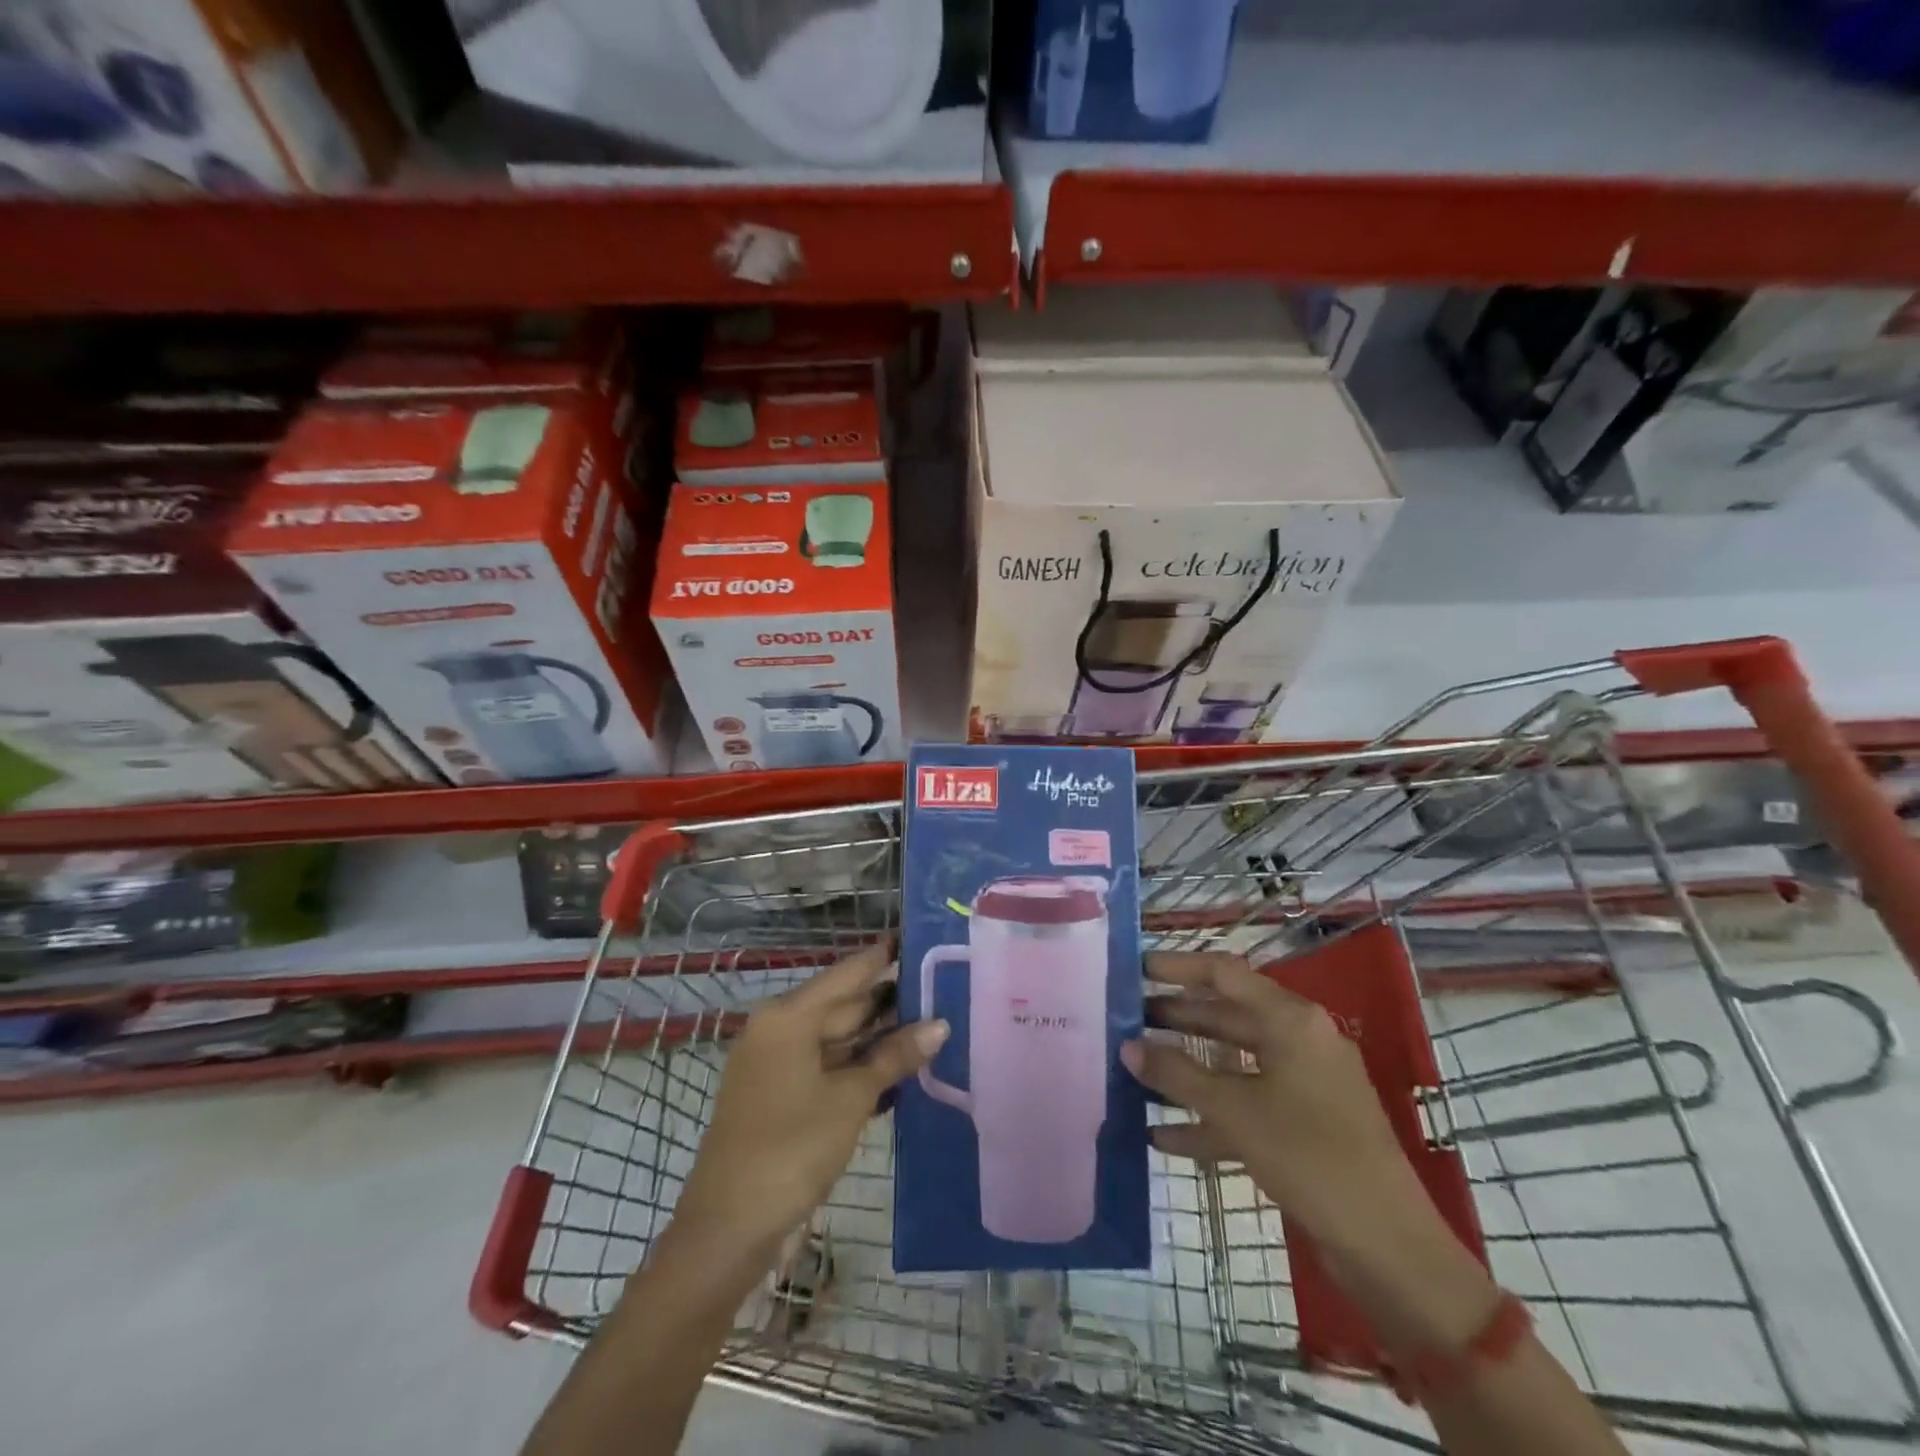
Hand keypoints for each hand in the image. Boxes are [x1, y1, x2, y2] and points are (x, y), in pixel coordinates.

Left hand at [673, 945, 948, 1259]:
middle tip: (941, 988)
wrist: (728, 1227)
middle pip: (843, 1004)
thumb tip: (939, 1024)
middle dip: (890, 1001)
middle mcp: (779, 1029)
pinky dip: (858, 1064)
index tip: (918, 937)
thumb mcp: (851, 1099)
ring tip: (931, 1023)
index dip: (883, 956)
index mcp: (789, 1016)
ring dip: (878, 1036)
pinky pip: (826, 1064)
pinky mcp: (778, 1093)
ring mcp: (776, 1062)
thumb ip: (894, 1057)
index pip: (848, 973)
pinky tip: (898, 1066)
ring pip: (836, 1037)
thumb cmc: (791, 1149)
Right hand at [1121, 951, 1419, 1241]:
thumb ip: (1177, 1074)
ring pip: (1235, 1062)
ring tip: (1137, 1068)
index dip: (1178, 967)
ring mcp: (1305, 1085)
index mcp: (1292, 1021)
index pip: (1225, 973)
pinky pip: (1248, 1105)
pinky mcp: (1305, 1125)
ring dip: (1188, 1067)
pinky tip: (1163, 1135)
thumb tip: (1127, 1047)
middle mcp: (1300, 1041)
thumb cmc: (1311, 1158)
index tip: (1135, 968)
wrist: (1389, 1248)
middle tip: (1128, 1019)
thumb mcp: (1235, 1112)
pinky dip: (1210, 1114)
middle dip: (1177, 1018)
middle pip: (1228, 1016)